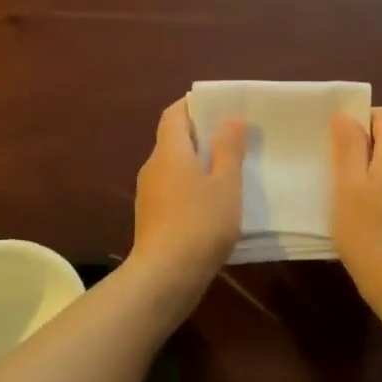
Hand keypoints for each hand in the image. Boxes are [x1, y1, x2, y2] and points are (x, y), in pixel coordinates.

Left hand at [131, 99, 246, 285]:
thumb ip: (228, 149)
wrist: (165, 276)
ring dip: (196, 163)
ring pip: (173, 167)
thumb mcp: (225, 184)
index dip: (193, 105)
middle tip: (233, 137)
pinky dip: (190, 186)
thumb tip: (230, 119)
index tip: (219, 106)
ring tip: (228, 170)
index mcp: (169, 150)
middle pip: (173, 139)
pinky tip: (212, 203)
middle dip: (200, 135)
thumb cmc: (200, 223)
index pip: (174, 113)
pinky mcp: (151, 218)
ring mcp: (149, 194)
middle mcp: (153, 166)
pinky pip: (172, 189)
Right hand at [330, 107, 381, 309]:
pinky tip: (361, 215)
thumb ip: (349, 146)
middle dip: (362, 146)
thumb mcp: (348, 185)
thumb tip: (346, 115)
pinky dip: (379, 190)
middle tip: (333, 167)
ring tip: (343, 193)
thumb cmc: (369, 232)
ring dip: (368, 170)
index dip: (362, 119)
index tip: (338, 140)